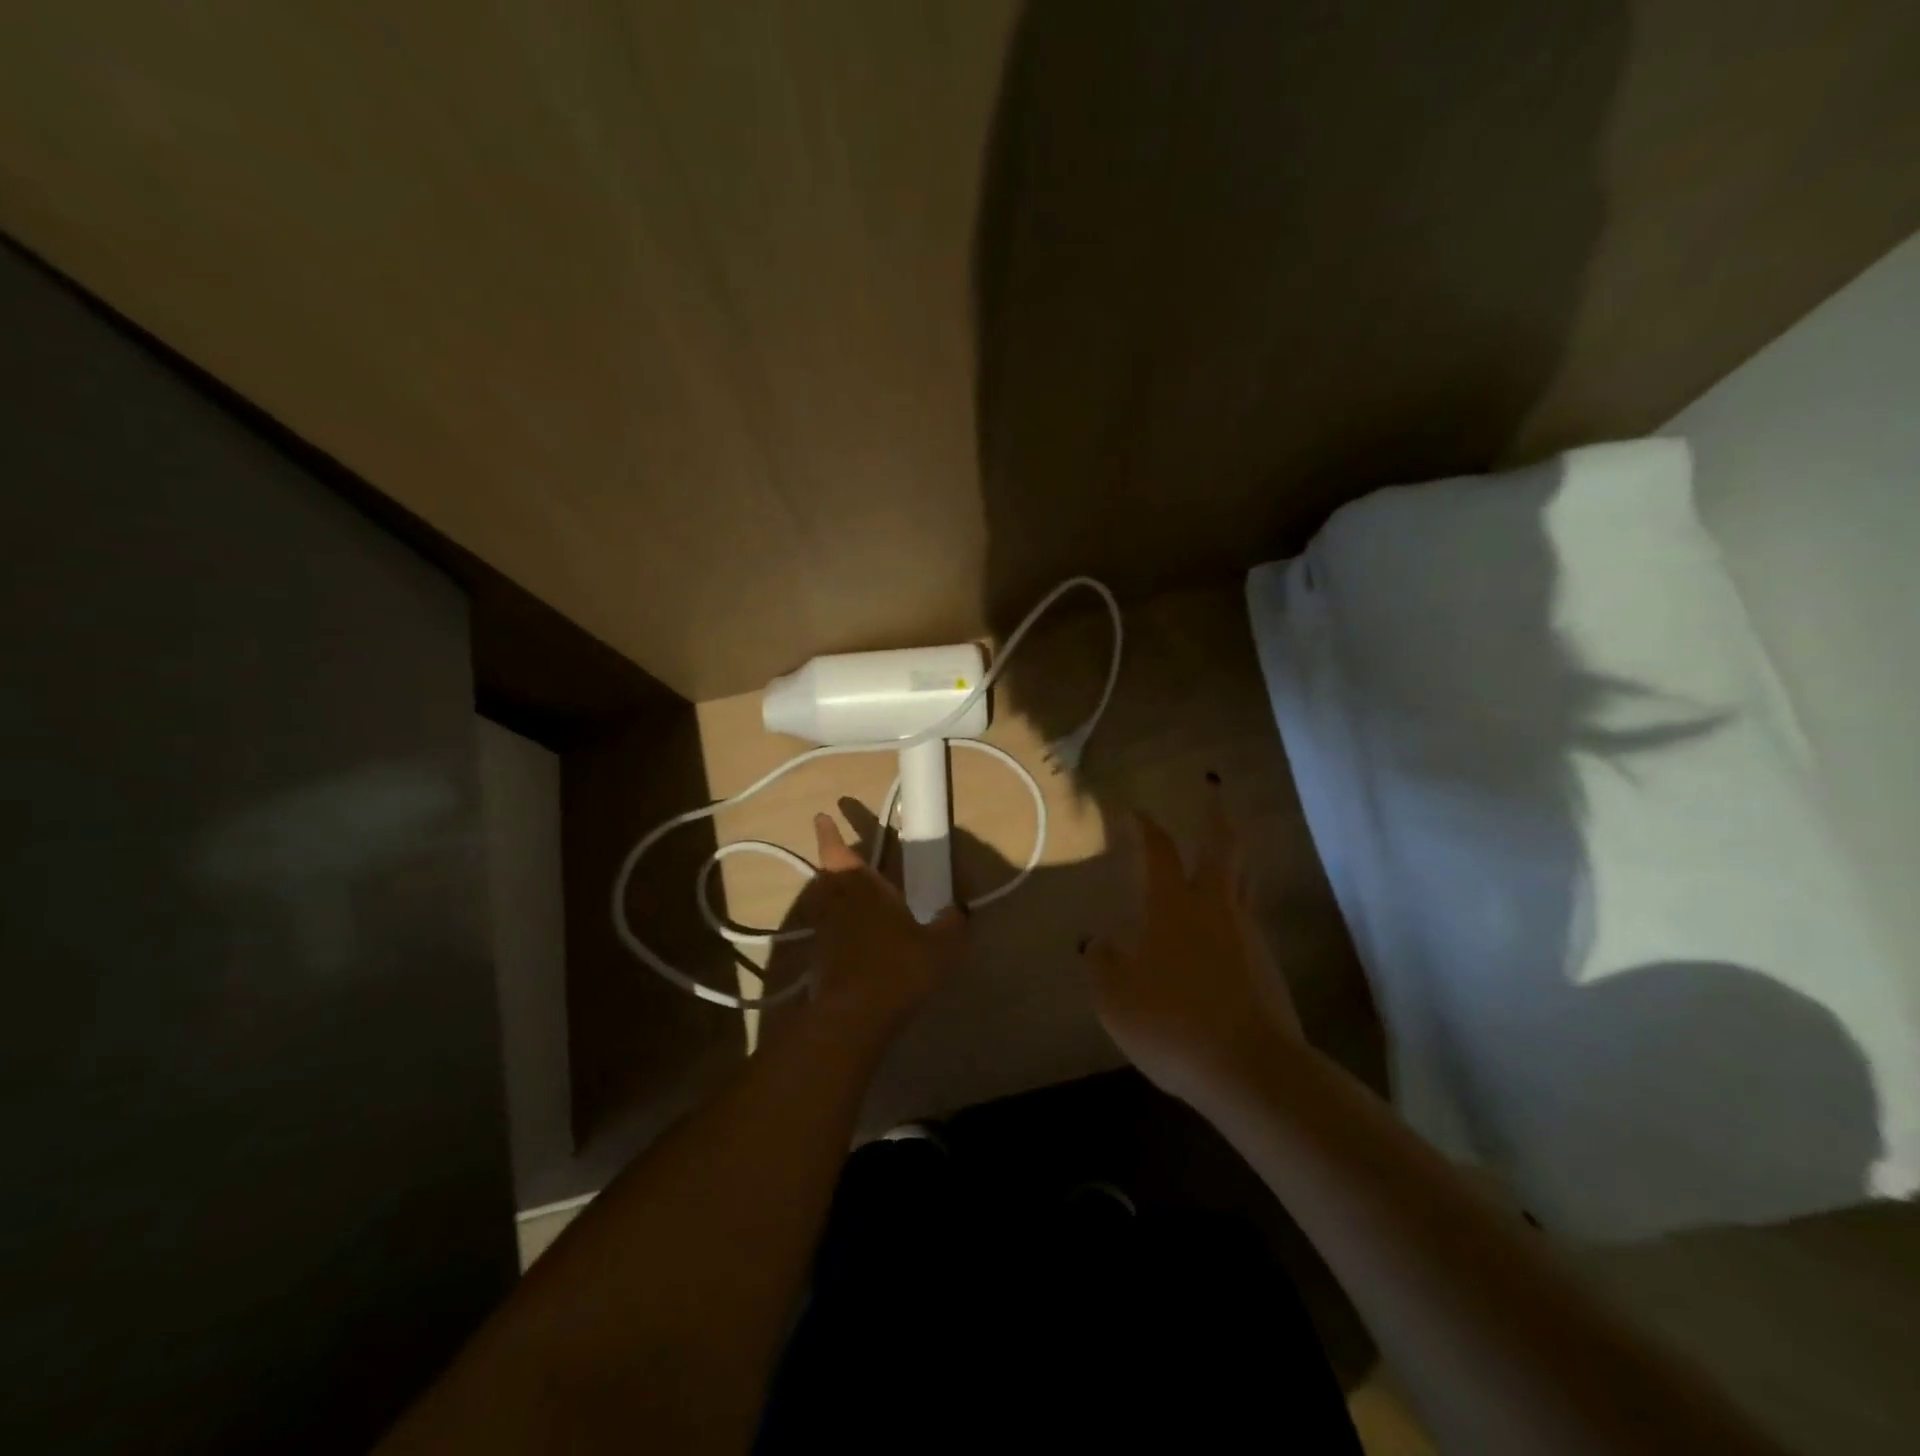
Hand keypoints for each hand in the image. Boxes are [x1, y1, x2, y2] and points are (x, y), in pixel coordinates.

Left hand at [801, 812, 967, 1045]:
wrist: (853, 1018)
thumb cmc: (897, 968)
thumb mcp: (941, 946)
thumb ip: (952, 924)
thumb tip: (958, 909)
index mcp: (863, 888)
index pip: (838, 852)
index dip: (829, 834)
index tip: (822, 816)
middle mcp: (838, 903)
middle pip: (828, 876)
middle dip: (834, 863)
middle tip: (845, 857)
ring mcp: (825, 932)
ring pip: (826, 903)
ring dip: (833, 894)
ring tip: (853, 896)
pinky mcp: (820, 959)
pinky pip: (828, 930)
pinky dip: (837, 926)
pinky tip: (856, 938)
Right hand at [1085, 786, 1300, 1108]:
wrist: (1252, 1070)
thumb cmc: (1173, 1023)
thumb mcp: (1115, 998)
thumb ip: (1101, 964)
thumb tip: (1097, 942)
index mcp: (1173, 906)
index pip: (1159, 851)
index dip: (1145, 826)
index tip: (1134, 810)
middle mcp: (1214, 907)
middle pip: (1222, 847)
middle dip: (1215, 813)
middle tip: (1214, 787)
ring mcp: (1246, 933)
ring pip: (1242, 879)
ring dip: (1231, 856)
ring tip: (1220, 849)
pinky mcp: (1266, 963)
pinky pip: (1247, 917)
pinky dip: (1234, 902)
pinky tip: (1220, 923)